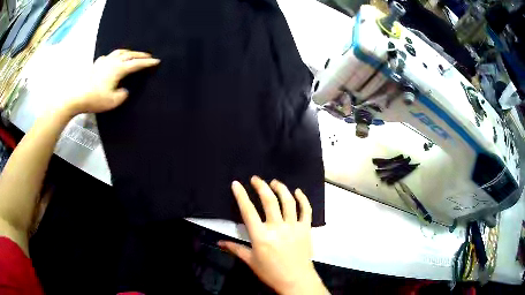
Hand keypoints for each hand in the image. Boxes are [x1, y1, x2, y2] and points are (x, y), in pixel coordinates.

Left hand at [65, 49, 159, 114]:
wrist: (76, 96)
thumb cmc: (95, 99)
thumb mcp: (113, 101)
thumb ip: (122, 94)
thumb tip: (124, 89)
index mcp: (118, 69)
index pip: (136, 64)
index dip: (147, 63)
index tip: (157, 61)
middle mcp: (112, 62)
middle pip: (129, 54)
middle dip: (140, 55)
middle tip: (148, 56)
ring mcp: (103, 62)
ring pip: (119, 52)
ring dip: (128, 52)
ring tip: (132, 54)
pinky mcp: (96, 65)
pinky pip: (108, 57)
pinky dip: (114, 56)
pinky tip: (112, 60)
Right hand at [218, 176, 327, 294]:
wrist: (296, 280)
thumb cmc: (271, 272)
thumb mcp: (250, 261)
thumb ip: (235, 249)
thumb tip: (219, 242)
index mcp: (261, 236)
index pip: (248, 211)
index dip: (241, 195)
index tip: (236, 184)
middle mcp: (277, 227)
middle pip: (269, 201)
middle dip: (261, 186)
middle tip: (256, 179)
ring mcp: (294, 226)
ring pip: (288, 201)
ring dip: (281, 189)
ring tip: (274, 182)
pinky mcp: (306, 228)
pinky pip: (306, 210)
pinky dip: (303, 199)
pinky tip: (298, 192)